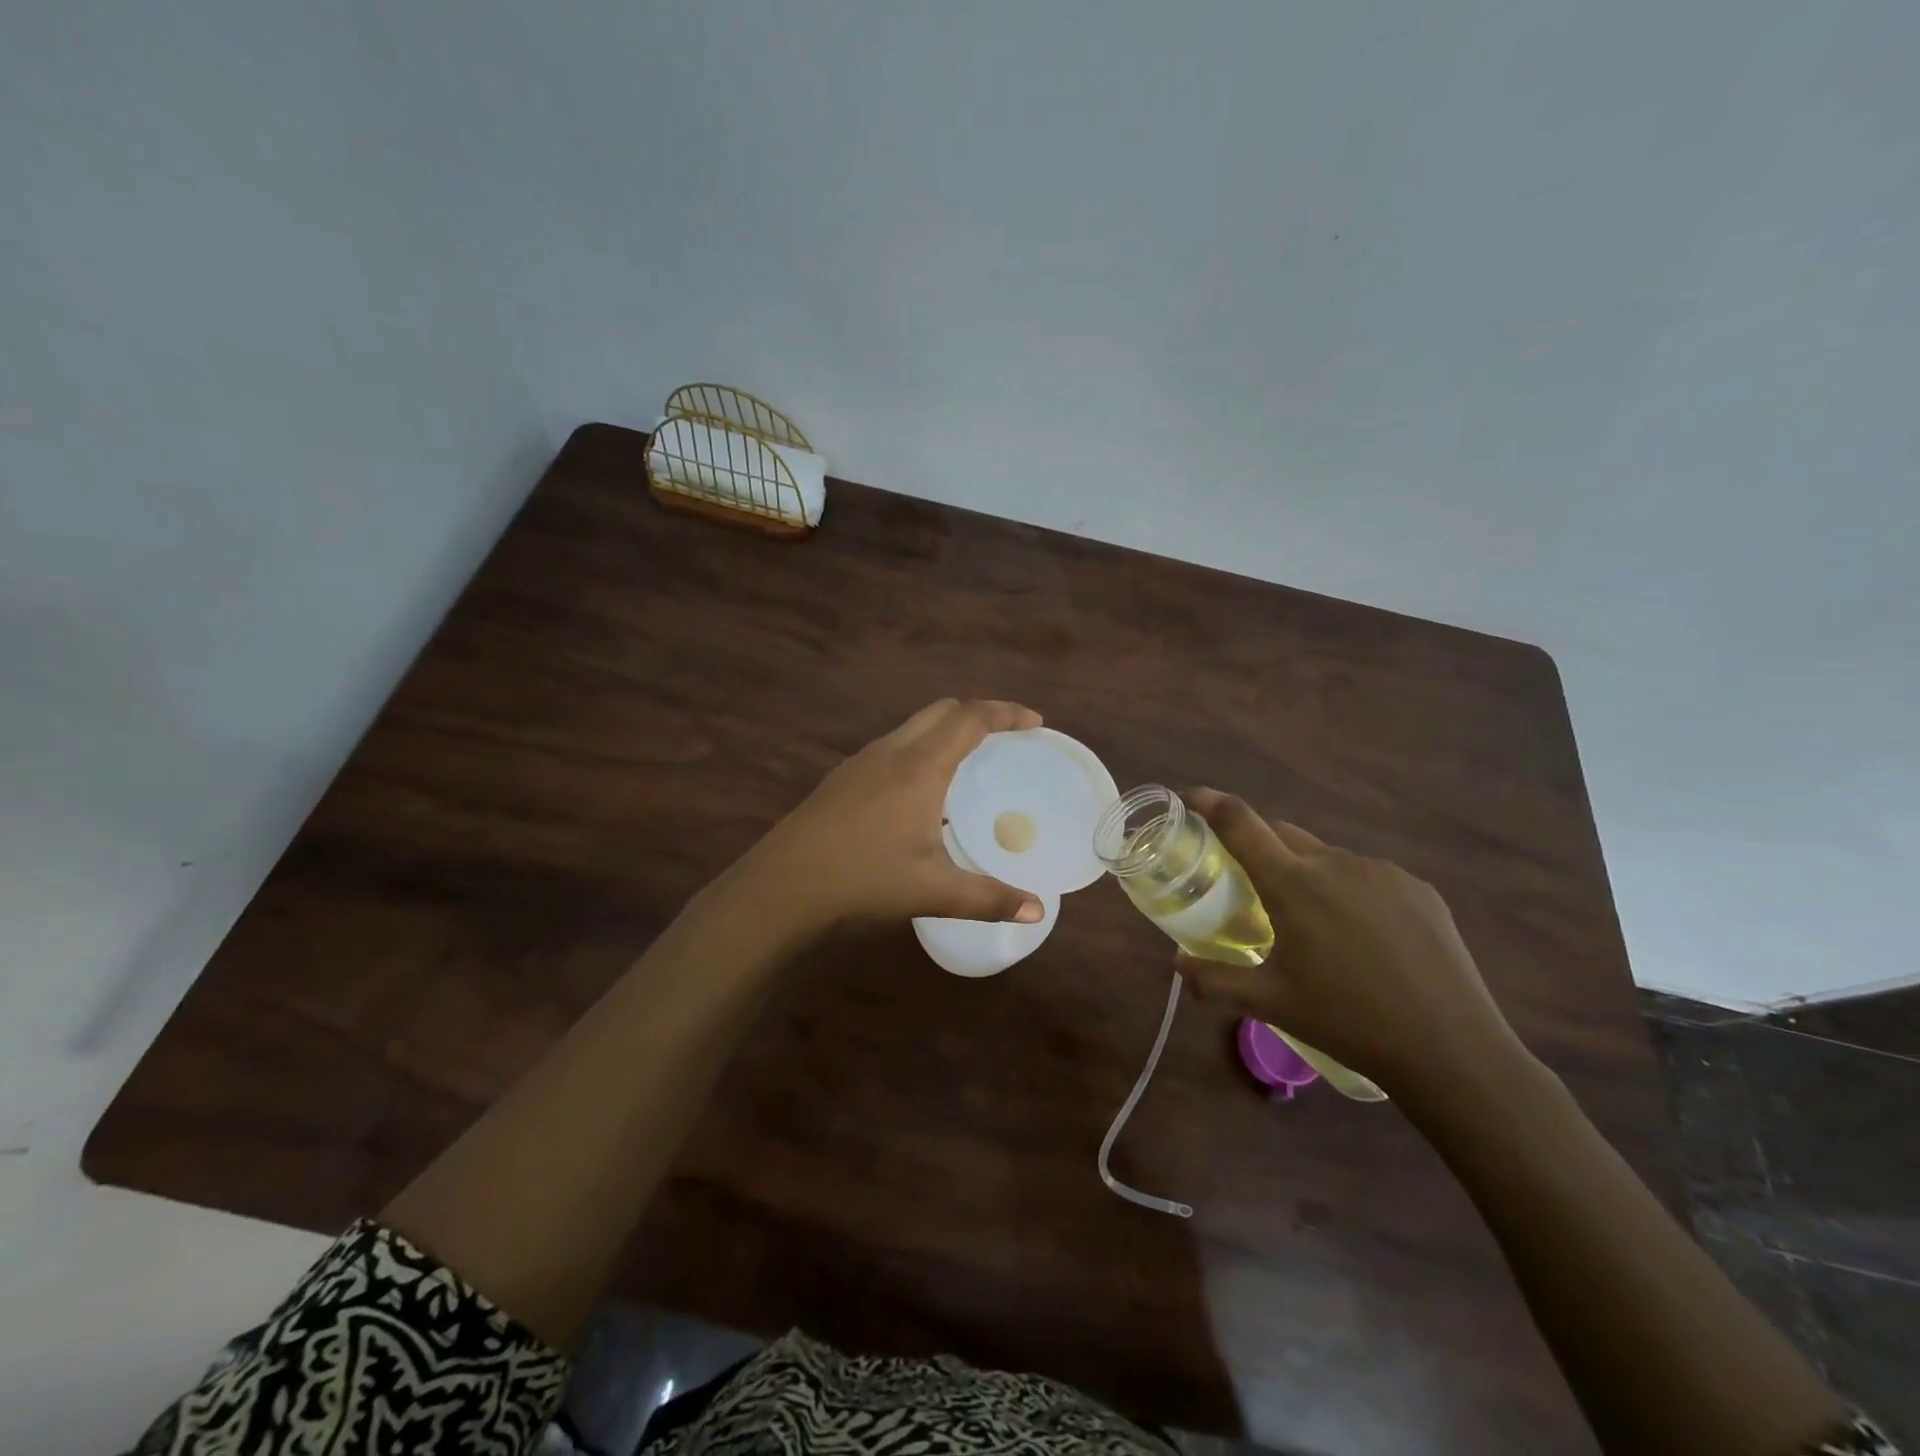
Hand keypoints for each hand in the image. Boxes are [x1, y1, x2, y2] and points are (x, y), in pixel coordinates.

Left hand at [742, 699, 1047, 934]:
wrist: (783, 883)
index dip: (1007, 713)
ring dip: (947, 730)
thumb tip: (1038, 912)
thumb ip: (989, 898)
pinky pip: (895, 745)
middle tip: (1007, 737)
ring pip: (914, 726)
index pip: (971, 719)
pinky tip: (922, 792)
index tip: (1035, 723)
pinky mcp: (843, 777)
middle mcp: (893, 751)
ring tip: (970, 762)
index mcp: (920, 767)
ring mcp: (863, 761)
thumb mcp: (932, 891)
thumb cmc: (863, 878)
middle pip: (942, 710)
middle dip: (979, 714)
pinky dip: (922, 748)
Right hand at [1174, 789, 1531, 1102]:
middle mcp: (1335, 863)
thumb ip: (1215, 980)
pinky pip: (1367, 875)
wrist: (1451, 1049)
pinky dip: (1348, 890)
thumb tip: (1177, 965)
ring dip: (1305, 872)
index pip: (1239, 822)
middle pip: (1280, 832)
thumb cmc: (1347, 1020)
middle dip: (1256, 844)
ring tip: (1311, 921)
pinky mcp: (1418, 888)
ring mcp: (1382, 872)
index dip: (1209, 802)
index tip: (1190, 797)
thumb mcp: (1271, 1002)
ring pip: (1325, 856)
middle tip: (1246, 879)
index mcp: (1292, 884)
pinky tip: (1362, 935)